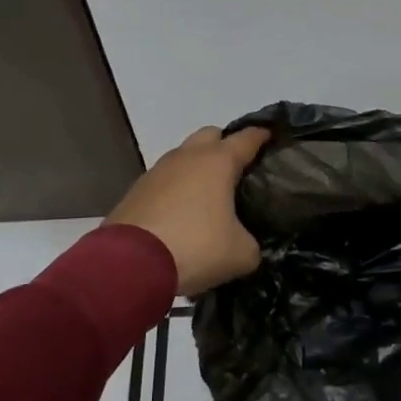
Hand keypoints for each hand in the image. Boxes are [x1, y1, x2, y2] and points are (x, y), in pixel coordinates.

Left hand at [106, 126, 271, 296]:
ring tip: (208, 196)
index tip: (272, 137)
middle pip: (211, 135)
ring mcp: (157, 172)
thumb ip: (252, 245)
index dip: (262, 136)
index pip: (247, 138)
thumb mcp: (240, 254)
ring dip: (197, 169)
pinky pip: (164, 181)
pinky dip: (176, 190)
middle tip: (238, 169)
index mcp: (218, 162)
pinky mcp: (135, 191)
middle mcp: (187, 157)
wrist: (129, 265)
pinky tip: (181, 215)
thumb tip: (247, 245)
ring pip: (184, 157)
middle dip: (226, 146)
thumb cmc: (195, 247)